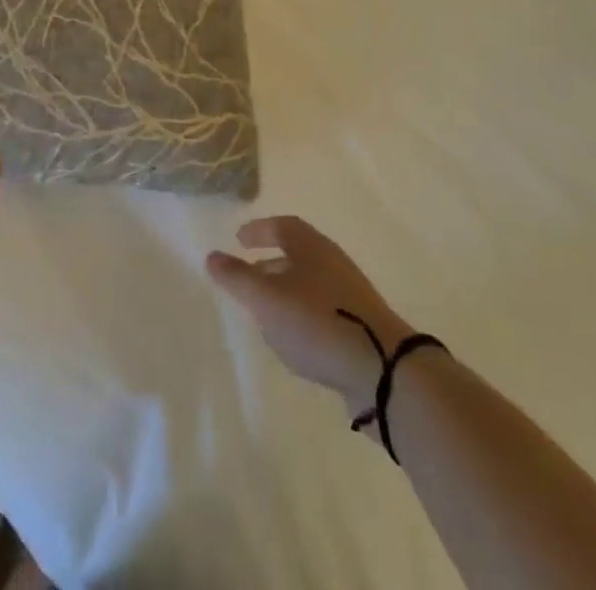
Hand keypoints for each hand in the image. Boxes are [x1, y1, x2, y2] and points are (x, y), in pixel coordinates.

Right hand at [207, 216, 415, 411]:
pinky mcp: (361, 326)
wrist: (383, 369)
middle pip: (297, 253)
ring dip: (286, 290)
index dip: (259, 230)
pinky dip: (303, 314)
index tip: (239, 239)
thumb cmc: (318, 322)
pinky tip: (295, 340)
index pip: (282, 226)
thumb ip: (238, 278)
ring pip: (310, 283)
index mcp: (311, 247)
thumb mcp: (267, 300)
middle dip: (270, 262)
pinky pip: (324, 309)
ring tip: (267, 313)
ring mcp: (351, 295)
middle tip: (248, 276)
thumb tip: (211, 255)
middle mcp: (332, 262)